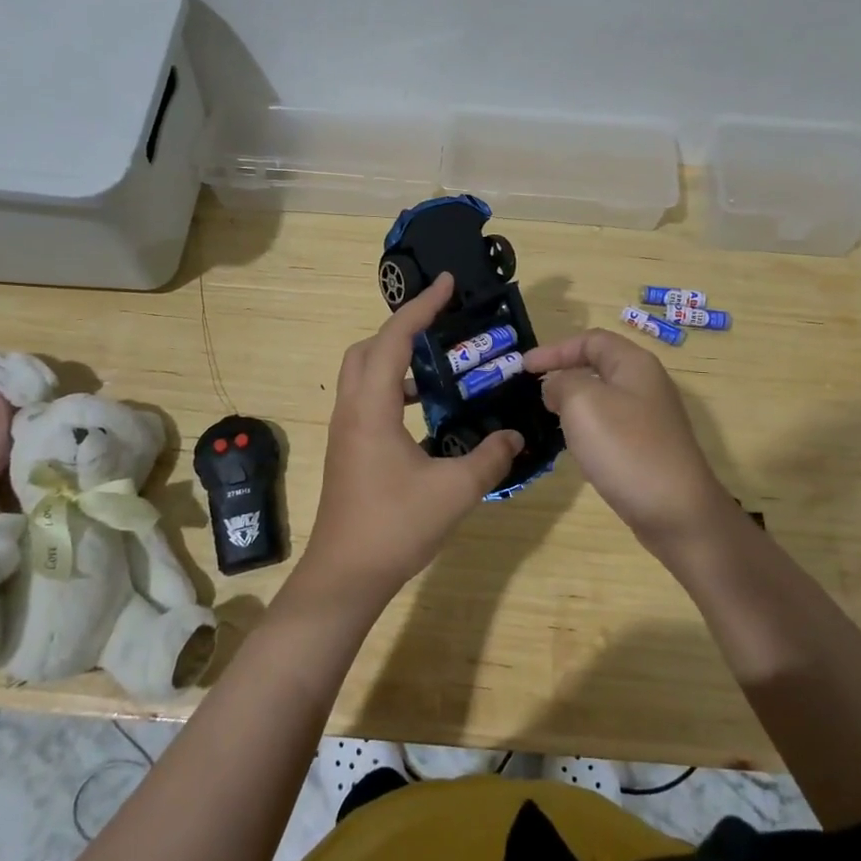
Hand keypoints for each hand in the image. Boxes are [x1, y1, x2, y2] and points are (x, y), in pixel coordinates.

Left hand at [299, 272, 523, 608]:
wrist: (345, 576)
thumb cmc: (395, 526)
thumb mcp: (454, 490)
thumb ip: (489, 457)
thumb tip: (515, 436)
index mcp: (372, 407)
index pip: (394, 339)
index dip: (421, 308)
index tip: (447, 284)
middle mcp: (352, 409)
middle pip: (368, 348)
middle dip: (402, 328)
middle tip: (441, 325)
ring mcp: (346, 430)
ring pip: (364, 374)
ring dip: (396, 358)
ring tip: (439, 365)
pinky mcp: (348, 449)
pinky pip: (368, 399)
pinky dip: (394, 388)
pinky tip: (425, 411)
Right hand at [524, 328, 736, 557]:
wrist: (677, 512)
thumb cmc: (626, 448)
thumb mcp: (582, 402)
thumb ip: (562, 383)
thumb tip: (557, 387)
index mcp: (634, 364)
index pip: (590, 340)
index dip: (555, 349)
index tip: (524, 367)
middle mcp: (646, 385)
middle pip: (599, 366)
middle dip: (564, 373)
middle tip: (533, 391)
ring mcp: (650, 419)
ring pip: (603, 398)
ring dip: (574, 403)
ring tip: (548, 417)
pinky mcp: (648, 448)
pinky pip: (610, 425)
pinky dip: (587, 428)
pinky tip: (575, 447)